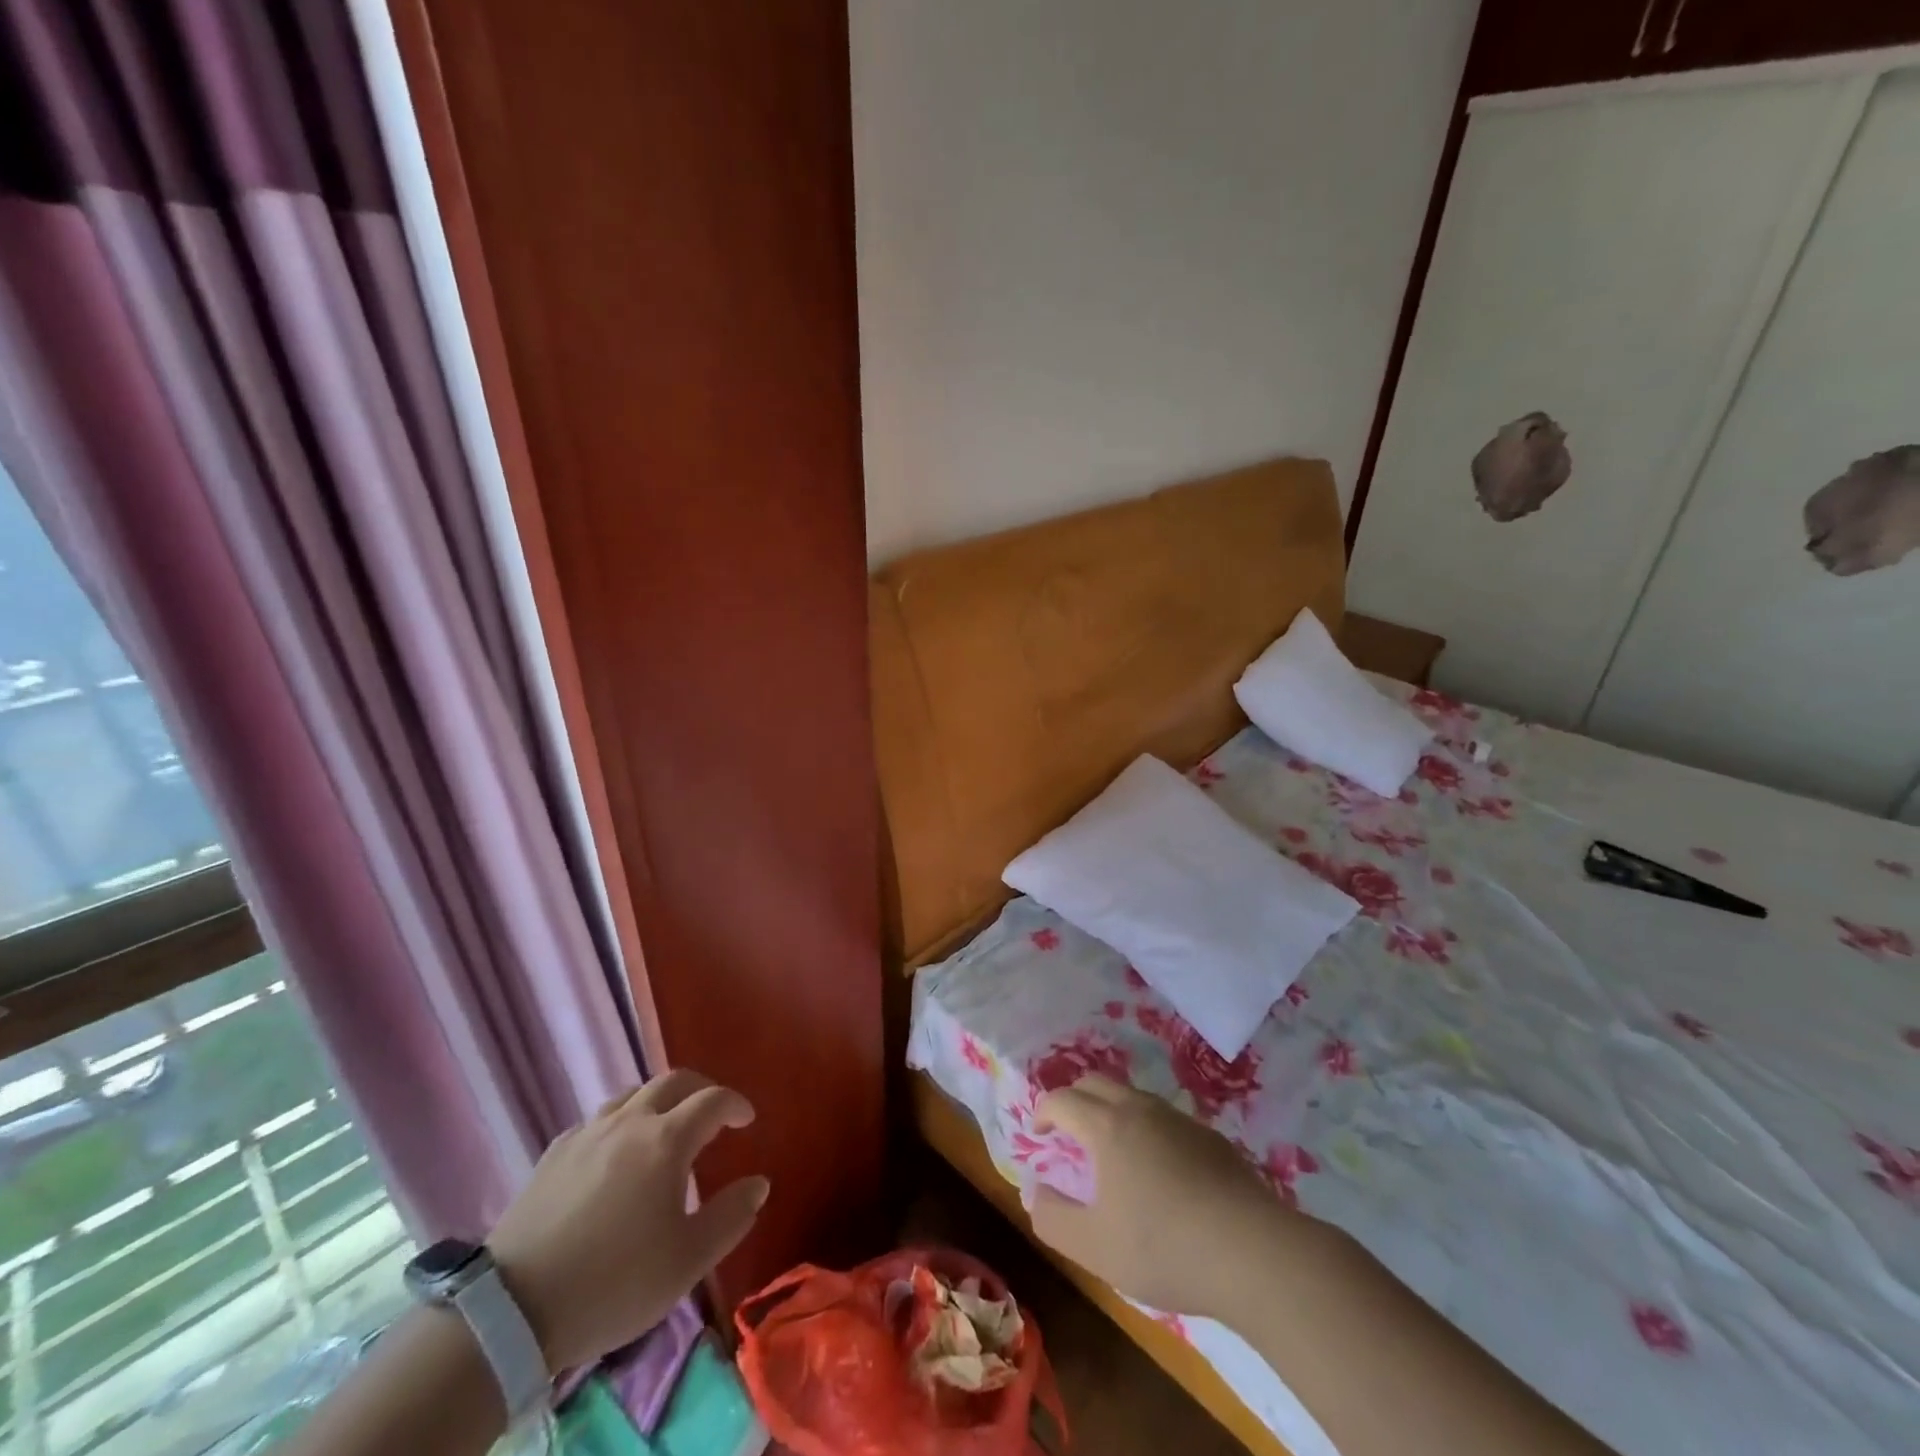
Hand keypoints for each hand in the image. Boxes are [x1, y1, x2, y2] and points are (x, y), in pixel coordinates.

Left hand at [488, 1069, 767, 1370]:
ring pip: (632, 1094)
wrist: (511, 1310)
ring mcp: (587, 1133)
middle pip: (673, 1081)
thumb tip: (758, 1184)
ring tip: (666, 1127)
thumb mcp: (687, 1262)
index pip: (713, 1100)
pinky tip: (615, 1153)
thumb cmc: (613, 1283)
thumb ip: (730, 1217)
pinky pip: (598, 1120)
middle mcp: (630, 1122)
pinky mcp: (554, 1154)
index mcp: (667, 1140)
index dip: (735, 1104)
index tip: (747, 1120)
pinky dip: (620, 1122)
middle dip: (701, 1088)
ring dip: (659, 1100)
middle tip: (713, 1112)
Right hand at [1029, 1076, 1288, 1321]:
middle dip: (1074, 1099)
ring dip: (1112, 1111)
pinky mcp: (1211, 1138)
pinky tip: (1161, 1171)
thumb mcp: (1093, 1246)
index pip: (1062, 1099)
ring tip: (1112, 1150)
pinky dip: (1147, 1129)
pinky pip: (1165, 1119)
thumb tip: (1033, 1191)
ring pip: (1133, 1096)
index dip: (1043, 1111)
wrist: (1253, 1253)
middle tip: (1067, 1130)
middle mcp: (1140, 1109)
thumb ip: (1053, 1218)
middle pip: (1096, 1082)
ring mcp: (1179, 1119)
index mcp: (1106, 1126)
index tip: (1038, 1133)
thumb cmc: (1162, 1247)